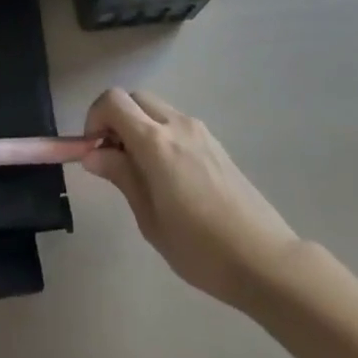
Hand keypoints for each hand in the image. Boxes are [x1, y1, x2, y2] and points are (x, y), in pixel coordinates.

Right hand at [83, 88, 300, 306]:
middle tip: (112, 158)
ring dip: (138, 126)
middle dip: (115, 119)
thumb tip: (93, 154)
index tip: (92, 150)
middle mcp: (177, 125)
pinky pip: (176, 124)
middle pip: (134, 98)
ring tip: (139, 171)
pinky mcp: (214, 143)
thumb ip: (122, 177)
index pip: (113, 101)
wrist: (265, 259)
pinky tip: (167, 176)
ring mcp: (199, 131)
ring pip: (156, 109)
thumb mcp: (150, 220)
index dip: (94, 118)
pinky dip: (159, 134)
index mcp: (156, 142)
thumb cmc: (201, 249)